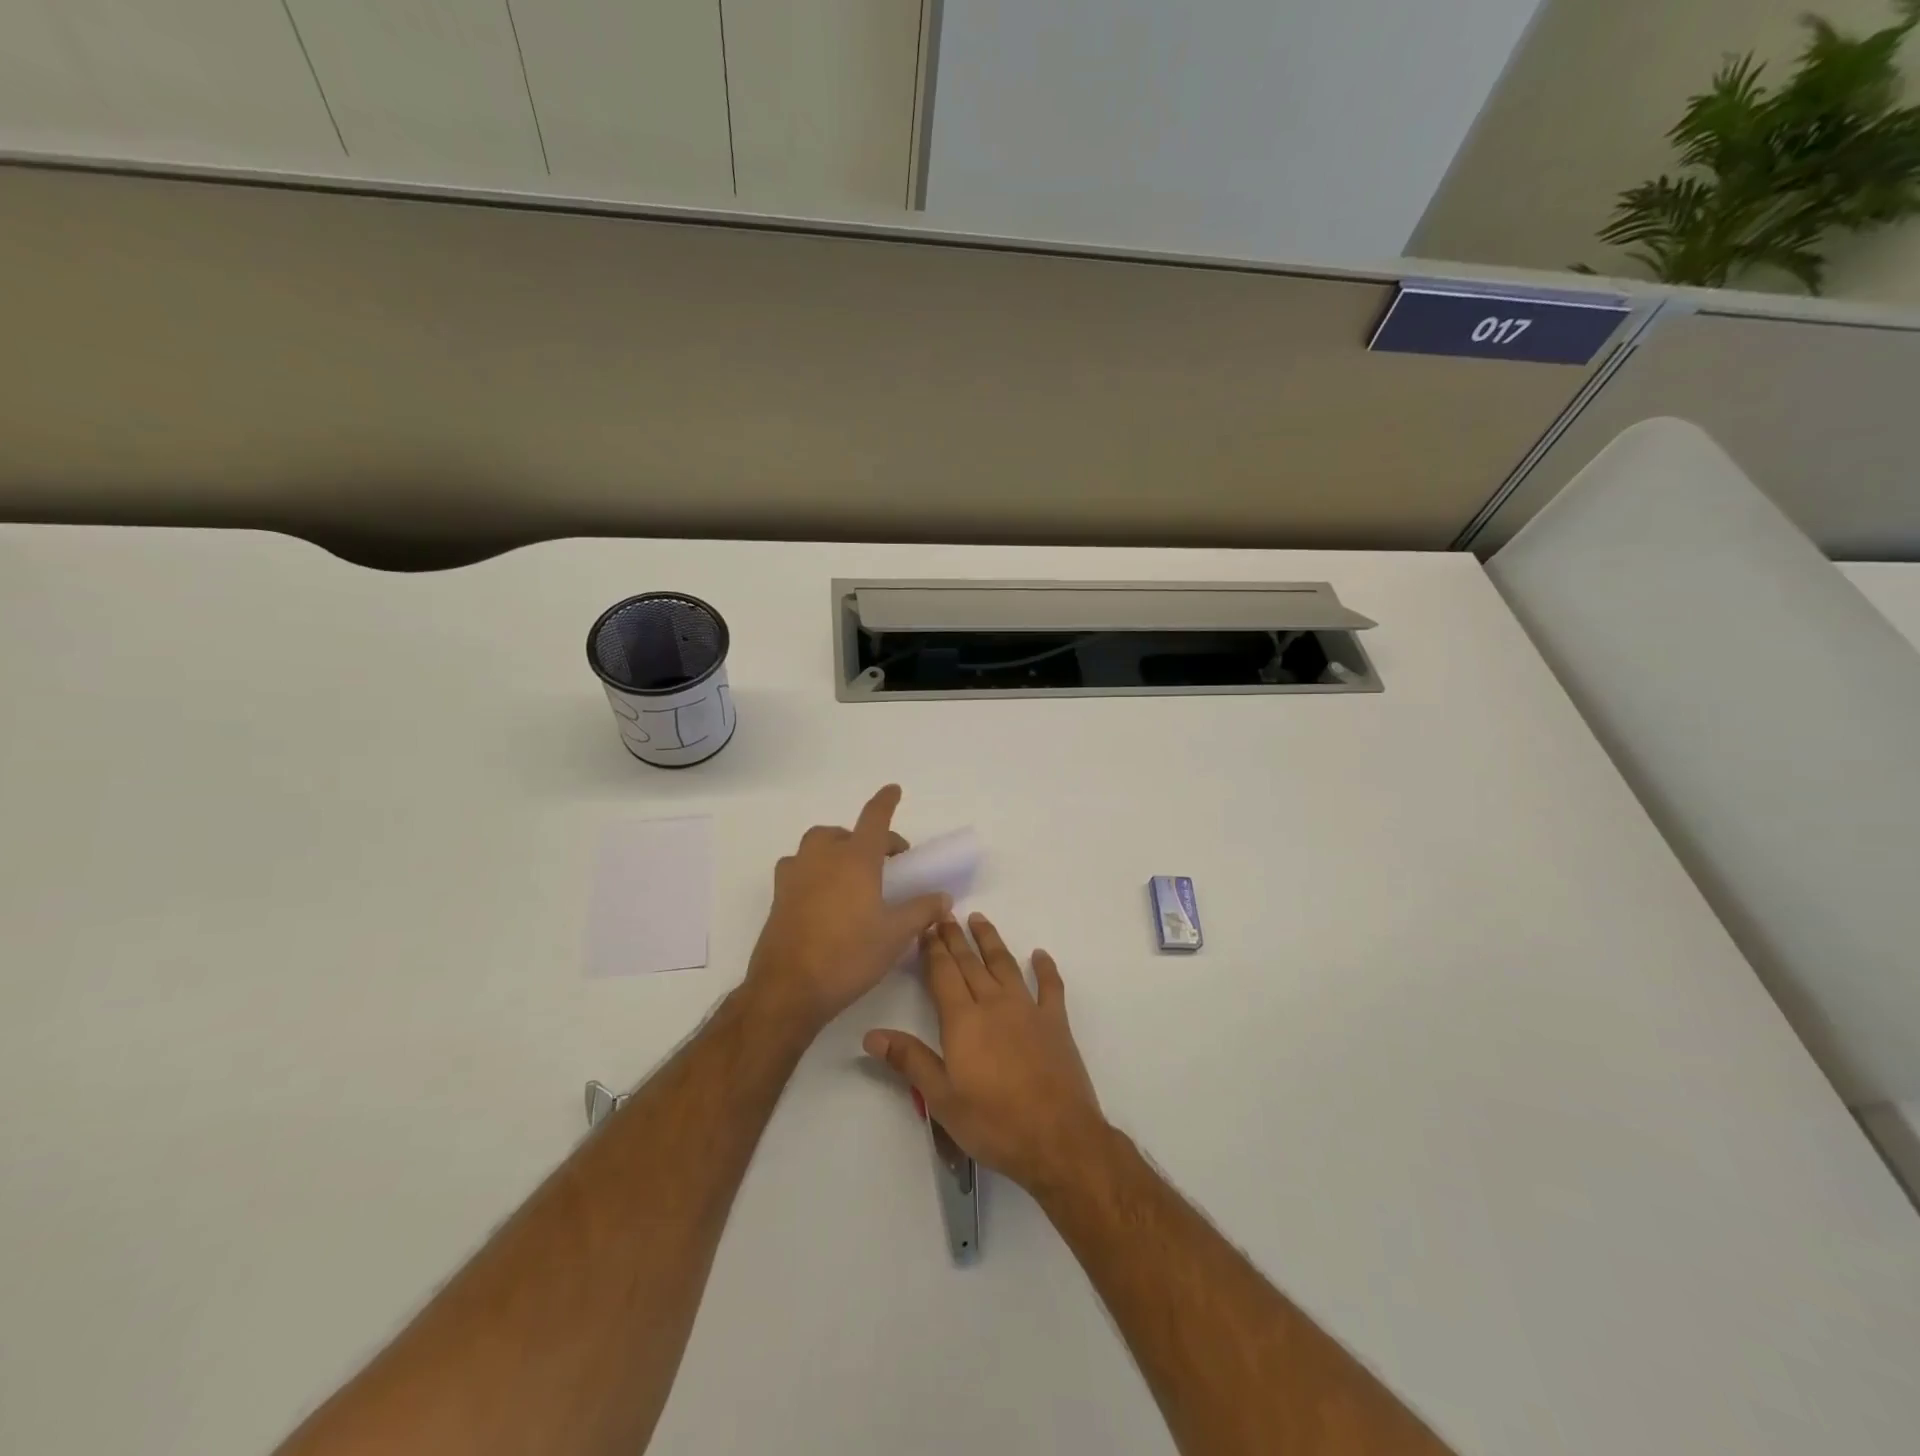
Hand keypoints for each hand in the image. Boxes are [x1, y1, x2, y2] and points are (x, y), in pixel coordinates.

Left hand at [742, 785, 951, 1039]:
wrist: (789, 988)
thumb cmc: (849, 955)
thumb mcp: (895, 935)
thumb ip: (922, 910)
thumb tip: (944, 897)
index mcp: (855, 859)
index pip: (874, 819)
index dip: (885, 802)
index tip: (893, 789)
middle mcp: (822, 858)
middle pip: (843, 832)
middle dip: (864, 838)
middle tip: (883, 863)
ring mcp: (796, 876)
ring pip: (816, 847)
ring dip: (835, 850)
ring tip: (851, 876)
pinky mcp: (779, 897)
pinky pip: (798, 869)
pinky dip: (814, 871)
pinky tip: (823, 897)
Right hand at [864, 913, 1108, 1194]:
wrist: (1058, 1139)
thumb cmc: (993, 1123)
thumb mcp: (942, 1099)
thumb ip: (910, 1061)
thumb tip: (871, 1035)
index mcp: (963, 1020)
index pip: (943, 974)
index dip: (933, 949)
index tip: (925, 927)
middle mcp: (994, 1004)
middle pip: (971, 963)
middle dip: (955, 937)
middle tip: (945, 914)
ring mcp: (1028, 1010)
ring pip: (1005, 964)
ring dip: (991, 941)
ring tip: (979, 919)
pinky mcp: (1056, 1022)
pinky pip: (1050, 987)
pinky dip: (1046, 969)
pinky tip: (1040, 955)